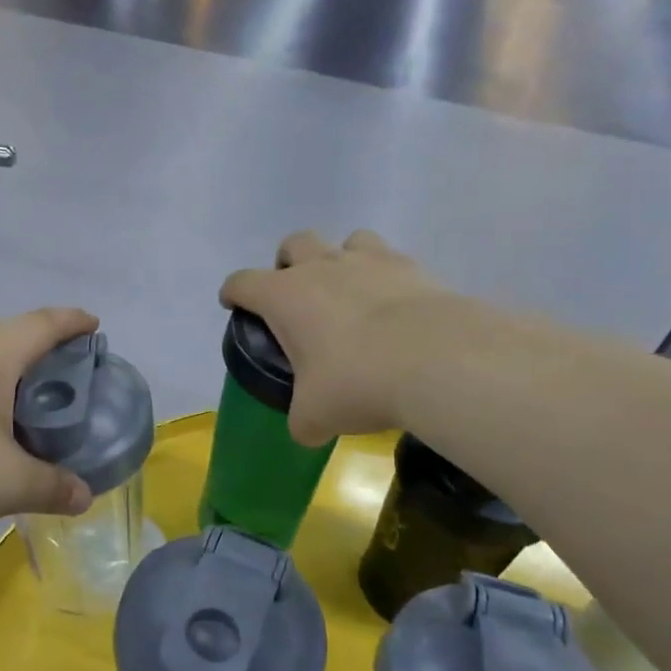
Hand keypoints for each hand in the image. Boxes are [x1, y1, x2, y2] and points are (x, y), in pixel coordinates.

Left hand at [0, 307, 99, 539]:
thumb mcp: (8, 483)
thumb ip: (52, 486)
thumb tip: (84, 496)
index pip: (44, 323)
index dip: (73, 322)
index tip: (93, 326)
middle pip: (11, 336)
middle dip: (42, 351)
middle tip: (66, 379)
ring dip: (6, 375)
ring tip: (26, 407)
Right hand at [221, 230, 444, 445]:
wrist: (437, 360)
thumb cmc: (357, 382)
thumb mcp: (315, 415)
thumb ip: (303, 420)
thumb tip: (305, 429)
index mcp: (284, 296)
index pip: (242, 282)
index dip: (233, 293)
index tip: (234, 304)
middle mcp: (322, 268)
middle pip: (293, 243)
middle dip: (288, 263)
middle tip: (297, 296)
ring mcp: (369, 261)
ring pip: (347, 241)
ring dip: (341, 260)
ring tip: (351, 293)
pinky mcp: (412, 268)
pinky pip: (391, 259)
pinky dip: (386, 277)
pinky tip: (395, 306)